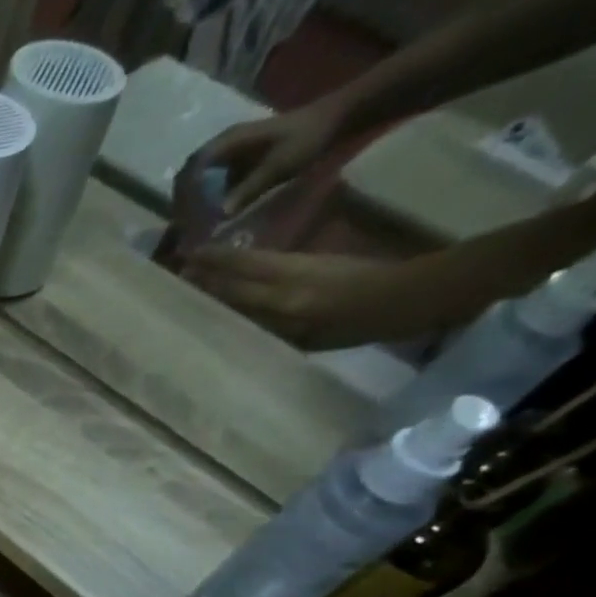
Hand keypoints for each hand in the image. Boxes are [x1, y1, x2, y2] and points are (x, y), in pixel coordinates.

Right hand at [181, 246, 452, 348]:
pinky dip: (248, 261)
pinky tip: (237, 262)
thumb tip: (241, 327)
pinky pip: (272, 262)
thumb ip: (278, 331)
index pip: (235, 291)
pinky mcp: (316, 261)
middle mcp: (289, 281)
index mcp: (288, 302)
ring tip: (199, 257)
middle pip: (240, 270)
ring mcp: (304, 267)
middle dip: (210, 265)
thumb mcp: (317, 339)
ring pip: (254, 262)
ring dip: (225, 259)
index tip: (179, 279)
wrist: (416, 294)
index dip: (206, 284)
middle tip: (180, 261)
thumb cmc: (366, 326)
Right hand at [190, 97, 348, 214]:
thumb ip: (249, 189)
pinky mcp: (238, 163)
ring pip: (199, 182)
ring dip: (195, 204)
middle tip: (186, 228)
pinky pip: (214, 184)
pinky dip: (209, 201)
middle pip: (189, 177)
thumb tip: (220, 215)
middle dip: (184, 203)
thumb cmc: (307, 138)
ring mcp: (229, 155)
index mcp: (227, 142)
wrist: (335, 120)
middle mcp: (222, 147)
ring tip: (196, 226)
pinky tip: (213, 217)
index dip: (183, 195)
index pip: (191, 170)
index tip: (184, 219)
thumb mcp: (279, 165)